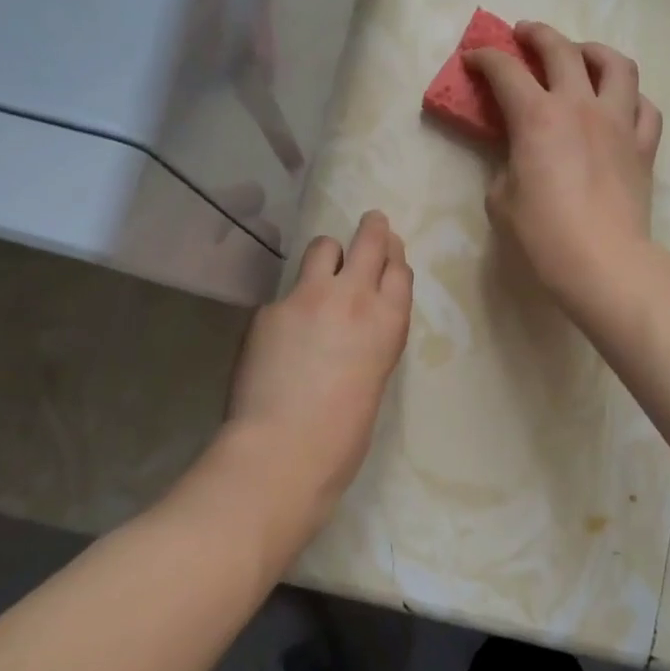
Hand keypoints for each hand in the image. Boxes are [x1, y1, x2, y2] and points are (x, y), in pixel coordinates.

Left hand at [224, 210, 412, 533]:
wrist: (284, 449)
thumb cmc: (343, 435)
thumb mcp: (374, 379)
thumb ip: (369, 340)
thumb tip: (353, 326)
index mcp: (388, 322)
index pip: (399, 269)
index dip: (394, 255)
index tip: (390, 249)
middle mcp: (353, 296)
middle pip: (369, 241)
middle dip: (372, 228)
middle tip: (371, 222)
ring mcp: (307, 296)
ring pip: (323, 247)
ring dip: (327, 254)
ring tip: (322, 269)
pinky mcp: (270, 307)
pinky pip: (285, 292)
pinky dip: (289, 303)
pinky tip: (280, 333)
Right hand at [465, 23, 662, 322]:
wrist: (602, 261)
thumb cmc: (542, 234)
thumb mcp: (502, 199)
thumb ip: (507, 166)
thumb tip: (520, 159)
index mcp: (537, 117)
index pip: (506, 72)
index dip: (485, 58)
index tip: (473, 57)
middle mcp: (580, 106)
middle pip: (561, 50)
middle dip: (537, 34)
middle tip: (523, 33)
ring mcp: (619, 122)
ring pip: (616, 65)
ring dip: (594, 51)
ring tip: (581, 55)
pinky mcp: (644, 146)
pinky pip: (645, 107)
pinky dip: (630, 97)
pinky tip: (619, 104)